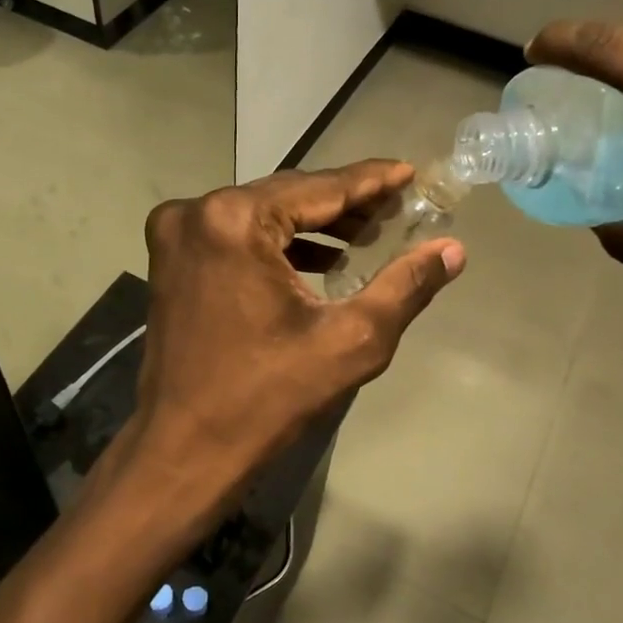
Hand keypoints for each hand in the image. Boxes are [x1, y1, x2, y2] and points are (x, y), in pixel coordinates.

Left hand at [99, 161, 463, 545]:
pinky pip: (236, 235)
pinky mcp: (171, 259)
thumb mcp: (351, 340)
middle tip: (396, 207)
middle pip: (289, 196)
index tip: (409, 172)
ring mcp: (176, 234)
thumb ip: (405, 286)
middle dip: (345, 203)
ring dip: (313, 224)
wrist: (184, 450)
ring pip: (262, 213)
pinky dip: (278, 242)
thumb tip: (451, 250)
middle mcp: (198, 212)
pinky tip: (320, 259)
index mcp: (236, 220)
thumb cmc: (268, 398)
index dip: (371, 181)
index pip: (320, 188)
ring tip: (367, 233)